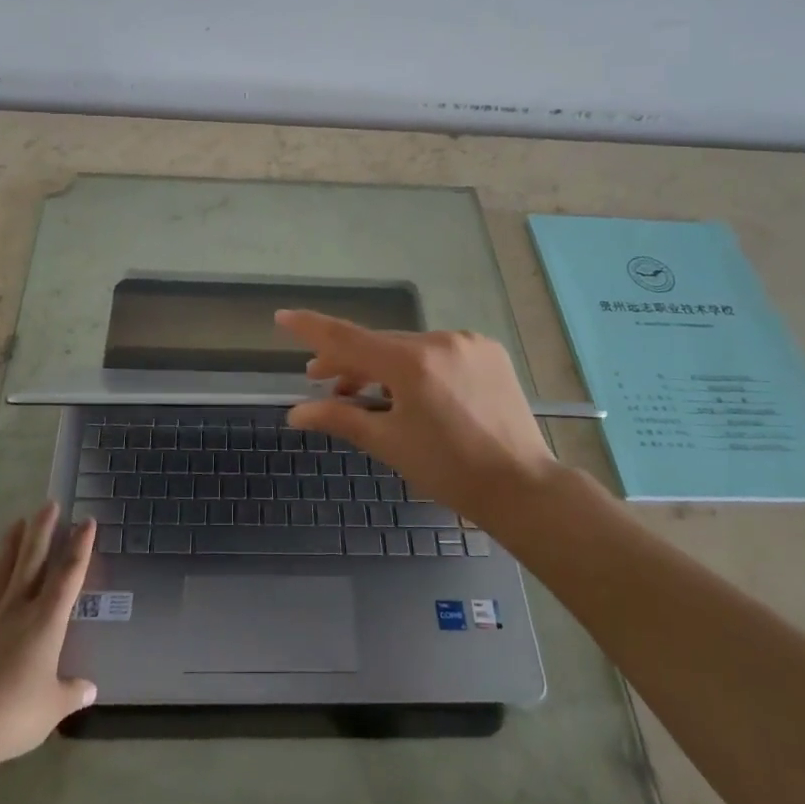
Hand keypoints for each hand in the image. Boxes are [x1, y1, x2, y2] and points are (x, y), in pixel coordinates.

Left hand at [0, 503, 97, 767]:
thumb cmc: (14, 716)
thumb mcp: (53, 708)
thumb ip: (71, 693)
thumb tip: (90, 689)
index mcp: (46, 623)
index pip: (68, 576)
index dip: (80, 547)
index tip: (87, 521)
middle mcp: (16, 611)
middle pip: (32, 563)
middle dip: (42, 531)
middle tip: (49, 504)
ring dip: (8, 548)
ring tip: (16, 523)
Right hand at [277, 309, 559, 525]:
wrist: (522, 486)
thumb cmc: (448, 471)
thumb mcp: (389, 443)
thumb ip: (340, 418)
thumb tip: (294, 413)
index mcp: (412, 364)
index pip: (348, 338)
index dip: (311, 328)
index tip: (283, 317)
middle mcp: (439, 340)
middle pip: (378, 344)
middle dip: (347, 361)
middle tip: (320, 378)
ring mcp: (467, 342)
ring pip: (407, 346)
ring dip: (381, 365)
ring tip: (362, 392)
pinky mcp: (487, 350)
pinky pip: (436, 350)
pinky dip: (415, 365)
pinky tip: (409, 390)